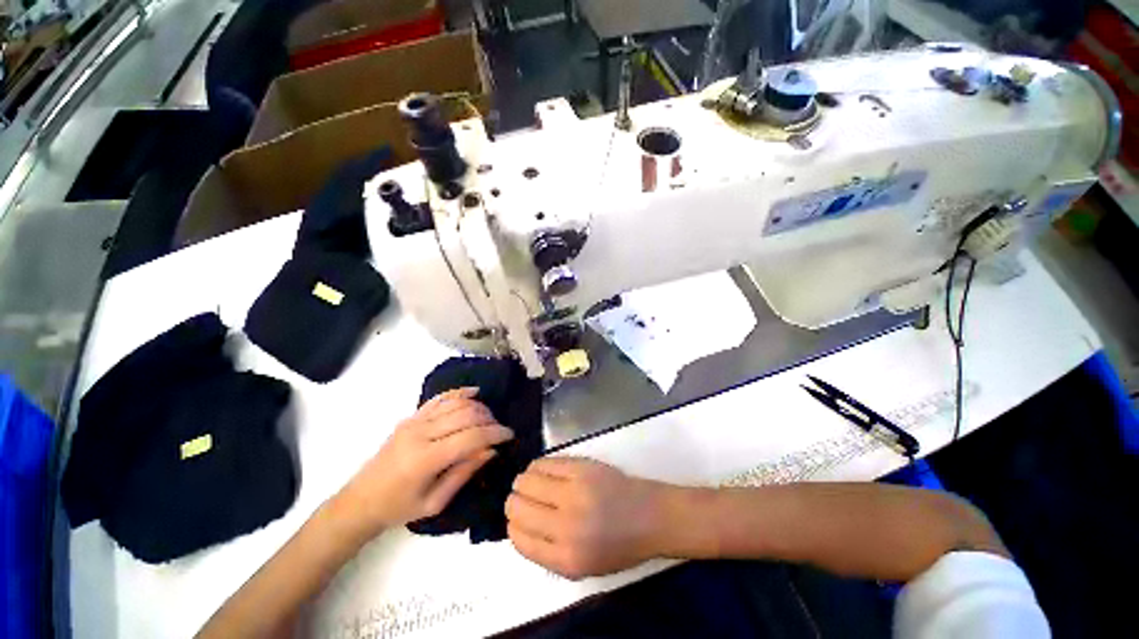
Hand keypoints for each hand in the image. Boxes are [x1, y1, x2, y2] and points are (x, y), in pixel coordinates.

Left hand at [336, 388, 512, 536]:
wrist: (360, 501)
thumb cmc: (398, 508)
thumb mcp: (435, 502)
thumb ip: (464, 473)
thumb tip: (491, 450)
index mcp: (426, 459)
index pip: (470, 436)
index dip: (494, 433)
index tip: (509, 435)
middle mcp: (420, 433)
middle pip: (466, 414)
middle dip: (489, 419)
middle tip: (499, 429)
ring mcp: (414, 421)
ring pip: (455, 403)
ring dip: (478, 406)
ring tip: (489, 418)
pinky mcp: (411, 416)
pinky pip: (440, 398)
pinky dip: (459, 392)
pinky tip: (474, 392)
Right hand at [506, 457, 667, 579]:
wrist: (649, 516)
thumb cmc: (617, 546)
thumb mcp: (581, 567)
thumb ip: (546, 552)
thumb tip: (518, 526)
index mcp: (565, 558)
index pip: (518, 538)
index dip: (513, 526)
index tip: (518, 520)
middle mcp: (566, 525)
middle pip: (517, 507)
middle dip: (514, 502)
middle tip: (522, 499)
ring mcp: (574, 491)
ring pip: (526, 480)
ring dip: (523, 482)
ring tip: (532, 483)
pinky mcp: (581, 466)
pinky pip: (544, 462)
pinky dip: (537, 466)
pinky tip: (543, 470)